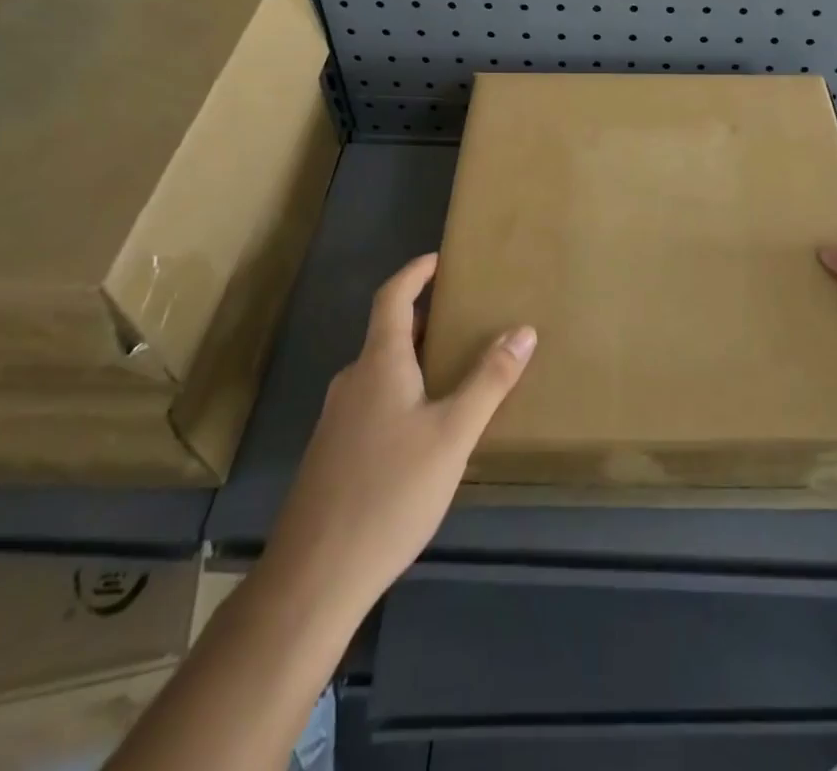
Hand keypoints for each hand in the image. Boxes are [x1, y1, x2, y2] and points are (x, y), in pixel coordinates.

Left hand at [263, 254, 535, 616]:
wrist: (313, 578)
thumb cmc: (389, 492)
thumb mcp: (453, 435)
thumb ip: (489, 381)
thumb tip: (523, 330)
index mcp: (378, 363)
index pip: (393, 296)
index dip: (416, 272)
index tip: (441, 259)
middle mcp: (353, 381)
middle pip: (387, 332)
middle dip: (425, 317)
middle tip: (465, 314)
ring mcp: (337, 419)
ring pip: (380, 370)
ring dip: (414, 356)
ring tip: (454, 366)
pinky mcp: (333, 453)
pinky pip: (373, 400)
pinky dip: (402, 389)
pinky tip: (425, 425)